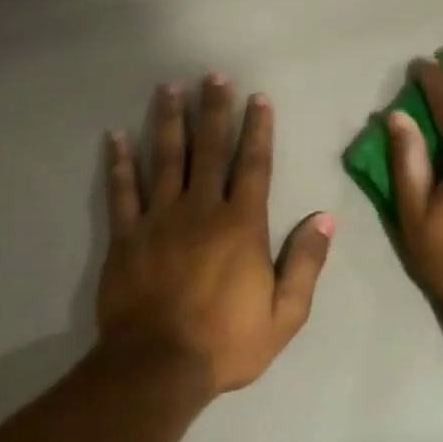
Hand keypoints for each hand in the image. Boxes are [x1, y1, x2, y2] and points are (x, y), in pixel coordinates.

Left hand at [99, 75, 333, 396]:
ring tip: (170, 88)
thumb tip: (326, 218)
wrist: (158, 366)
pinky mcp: (126, 236)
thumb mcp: (285, 313)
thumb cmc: (227, 341)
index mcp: (241, 224)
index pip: (254, 165)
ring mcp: (159, 219)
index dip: (257, 129)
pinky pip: (122, 191)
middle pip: (209, 149)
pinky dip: (119, 162)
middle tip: (214, 75)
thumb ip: (306, 262)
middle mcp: (201, 209)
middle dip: (214, 110)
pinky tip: (116, 136)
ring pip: (165, 159)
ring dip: (169, 121)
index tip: (258, 98)